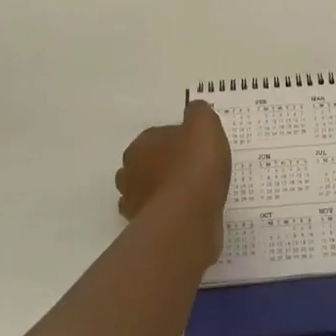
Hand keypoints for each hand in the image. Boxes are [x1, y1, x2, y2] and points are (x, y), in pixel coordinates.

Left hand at [116, 100, 231, 227]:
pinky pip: (153, 214)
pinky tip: (183, 213)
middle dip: (162, 166)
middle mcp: (130, 171)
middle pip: (146, 164)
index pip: (156, 137)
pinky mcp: (141, 226)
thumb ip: (199, 113)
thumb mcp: (205, 126)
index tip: (196, 149)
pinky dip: (164, 212)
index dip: (177, 142)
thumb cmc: (195, 165)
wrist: (188, 214)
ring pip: (144, 190)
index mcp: (142, 144)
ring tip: (188, 194)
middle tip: (191, 170)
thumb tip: (194, 109)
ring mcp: (133, 201)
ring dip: (160, 190)